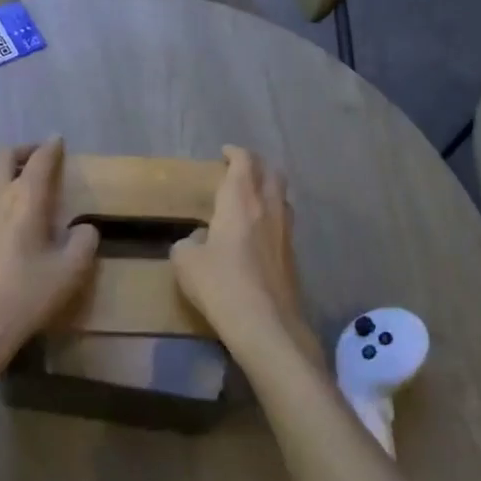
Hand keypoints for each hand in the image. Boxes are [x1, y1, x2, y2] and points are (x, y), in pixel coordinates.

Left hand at [0, 138, 98, 376]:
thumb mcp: (70, 273)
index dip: (51, 147)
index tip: (59, 142)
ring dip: (6, 172)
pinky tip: (2, 219)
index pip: (39, 159)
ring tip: (24, 190)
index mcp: (25, 198)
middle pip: (4, 156)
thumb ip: (84, 242)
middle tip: (40, 162)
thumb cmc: (26, 297)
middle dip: (24, 152)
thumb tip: (83, 228)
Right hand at [172, 147, 321, 367]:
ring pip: (282, 196)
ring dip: (269, 189)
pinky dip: (273, 216)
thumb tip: (198, 239)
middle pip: (271, 172)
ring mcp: (285, 231)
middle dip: (256, 165)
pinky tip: (260, 233)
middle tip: (239, 171)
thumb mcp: (186, 263)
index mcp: (240, 200)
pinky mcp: (294, 255)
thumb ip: (188, 243)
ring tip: (252, 199)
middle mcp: (268, 207)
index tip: (224, 153)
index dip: (235, 153)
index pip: (244, 161)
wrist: (267, 327)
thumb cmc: (222, 286)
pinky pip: (285, 222)